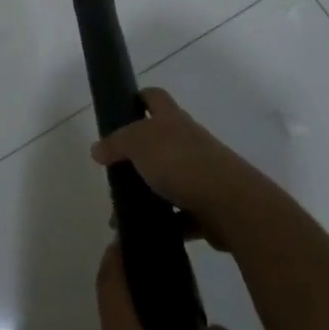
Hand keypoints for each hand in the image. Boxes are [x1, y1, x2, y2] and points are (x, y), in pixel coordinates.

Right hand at [91, 88, 265, 249]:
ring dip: (148, 193)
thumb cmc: (181, 163)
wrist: (230, 204)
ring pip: (169, 179)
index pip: (155, 97)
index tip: (122, 109)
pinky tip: (147, 232)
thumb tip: (97, 148)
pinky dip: (166, 223)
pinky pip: (181, 214)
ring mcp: (201, 173)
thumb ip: (116, 143)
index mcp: (173, 120)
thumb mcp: (139, 144)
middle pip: (160, 140)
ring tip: (122, 212)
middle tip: (114, 171)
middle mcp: (189, 141)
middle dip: (137, 155)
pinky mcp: (207, 205)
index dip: (139, 97)